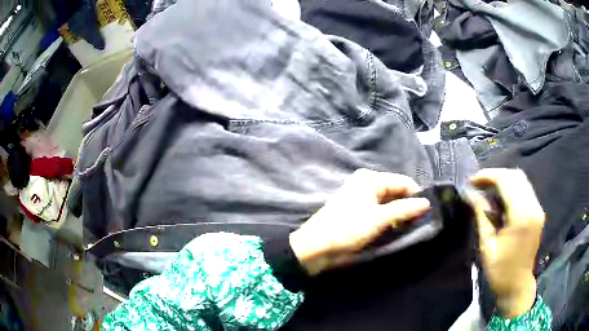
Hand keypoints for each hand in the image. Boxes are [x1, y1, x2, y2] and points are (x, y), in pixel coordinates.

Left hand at [289, 169, 430, 274]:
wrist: (317, 246)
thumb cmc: (347, 229)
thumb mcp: (379, 219)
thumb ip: (404, 209)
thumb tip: (426, 203)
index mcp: (371, 178)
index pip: (404, 182)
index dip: (417, 196)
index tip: (427, 213)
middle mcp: (367, 182)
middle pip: (397, 190)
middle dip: (408, 205)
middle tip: (418, 223)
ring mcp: (361, 195)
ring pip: (389, 200)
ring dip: (399, 213)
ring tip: (408, 228)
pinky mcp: (358, 208)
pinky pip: (380, 208)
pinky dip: (389, 217)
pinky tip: (394, 228)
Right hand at [469, 168, 544, 317]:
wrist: (518, 285)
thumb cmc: (500, 271)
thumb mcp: (487, 246)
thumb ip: (482, 216)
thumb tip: (472, 194)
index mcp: (521, 216)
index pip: (506, 181)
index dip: (488, 176)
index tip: (472, 180)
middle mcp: (533, 207)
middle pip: (516, 176)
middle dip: (496, 175)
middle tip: (479, 184)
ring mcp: (537, 208)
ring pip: (521, 180)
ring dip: (504, 180)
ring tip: (488, 189)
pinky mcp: (538, 211)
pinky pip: (525, 189)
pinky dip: (511, 188)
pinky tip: (500, 198)